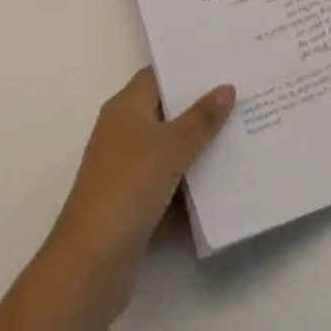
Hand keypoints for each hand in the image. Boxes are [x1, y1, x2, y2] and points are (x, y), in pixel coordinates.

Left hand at [54, 66, 234, 265]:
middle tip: (240, 98)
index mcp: (126, 106)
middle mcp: (123, 131)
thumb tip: (226, 87)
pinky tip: (222, 181)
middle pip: (167, 111)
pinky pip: (167, 183)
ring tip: (239, 135)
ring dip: (197, 148)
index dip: (189, 70)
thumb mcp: (172, 147)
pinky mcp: (133, 204)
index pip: (160, 75)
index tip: (222, 66)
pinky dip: (189, 183)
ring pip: (169, 149)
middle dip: (200, 108)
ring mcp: (127, 170)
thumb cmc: (129, 187)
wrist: (91, 265)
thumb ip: (202, 118)